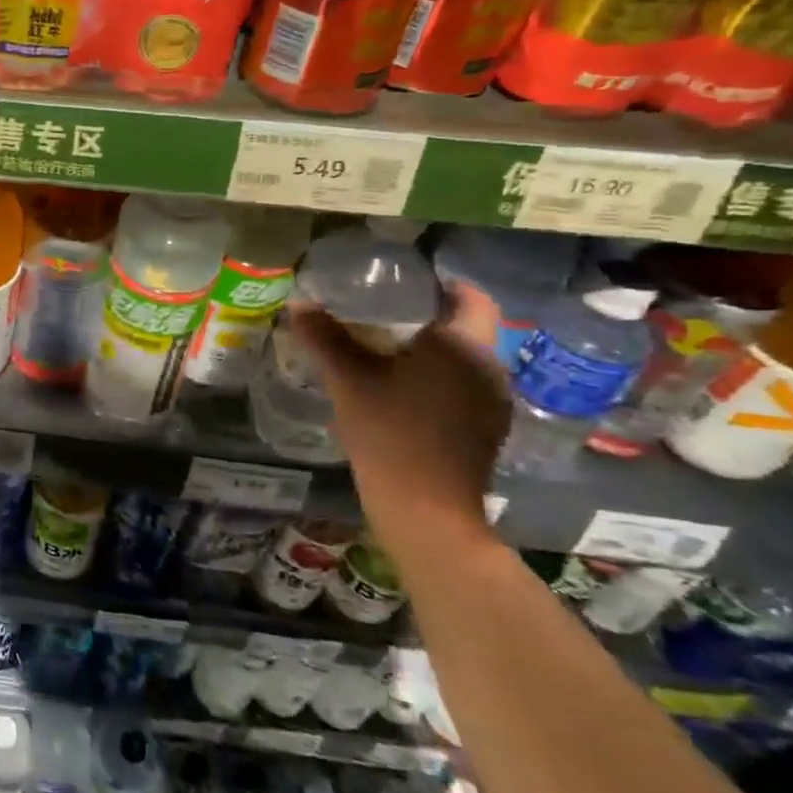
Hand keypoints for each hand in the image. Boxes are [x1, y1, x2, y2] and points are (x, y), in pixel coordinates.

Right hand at [287, 283, 510, 567]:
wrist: (426, 512)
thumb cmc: (391, 434)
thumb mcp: (349, 380)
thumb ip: (324, 338)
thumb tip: (299, 304)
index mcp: (465, 347)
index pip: (470, 297)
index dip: (441, 283)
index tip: (403, 280)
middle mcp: (490, 370)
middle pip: (464, 328)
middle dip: (426, 316)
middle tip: (379, 311)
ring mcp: (493, 404)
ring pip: (462, 360)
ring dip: (430, 350)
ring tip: (384, 349)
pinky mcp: (486, 431)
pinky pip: (462, 387)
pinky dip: (435, 378)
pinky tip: (400, 390)